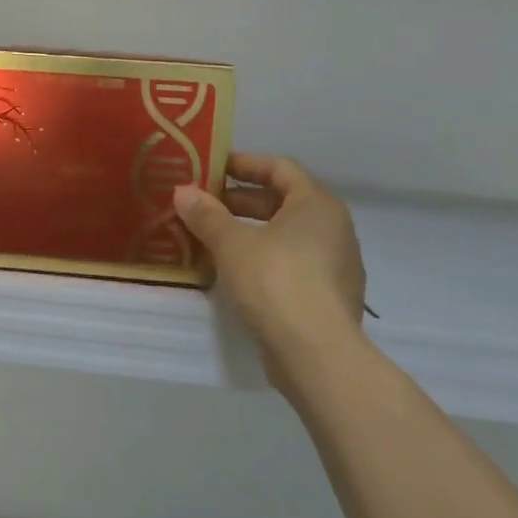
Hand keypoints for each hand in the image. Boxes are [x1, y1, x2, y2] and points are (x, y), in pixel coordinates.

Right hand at [174, 154, 366, 397]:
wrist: (316, 353)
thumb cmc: (276, 281)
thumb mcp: (232, 243)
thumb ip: (207, 215)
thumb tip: (182, 192)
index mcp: (316, 204)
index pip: (280, 168)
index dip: (244, 163)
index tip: (212, 167)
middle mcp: (333, 228)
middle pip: (283, 202)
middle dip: (240, 201)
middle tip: (203, 204)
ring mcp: (335, 265)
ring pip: (286, 236)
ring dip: (249, 232)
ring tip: (210, 238)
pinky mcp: (328, 297)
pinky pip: (291, 264)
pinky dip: (262, 259)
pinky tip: (233, 272)